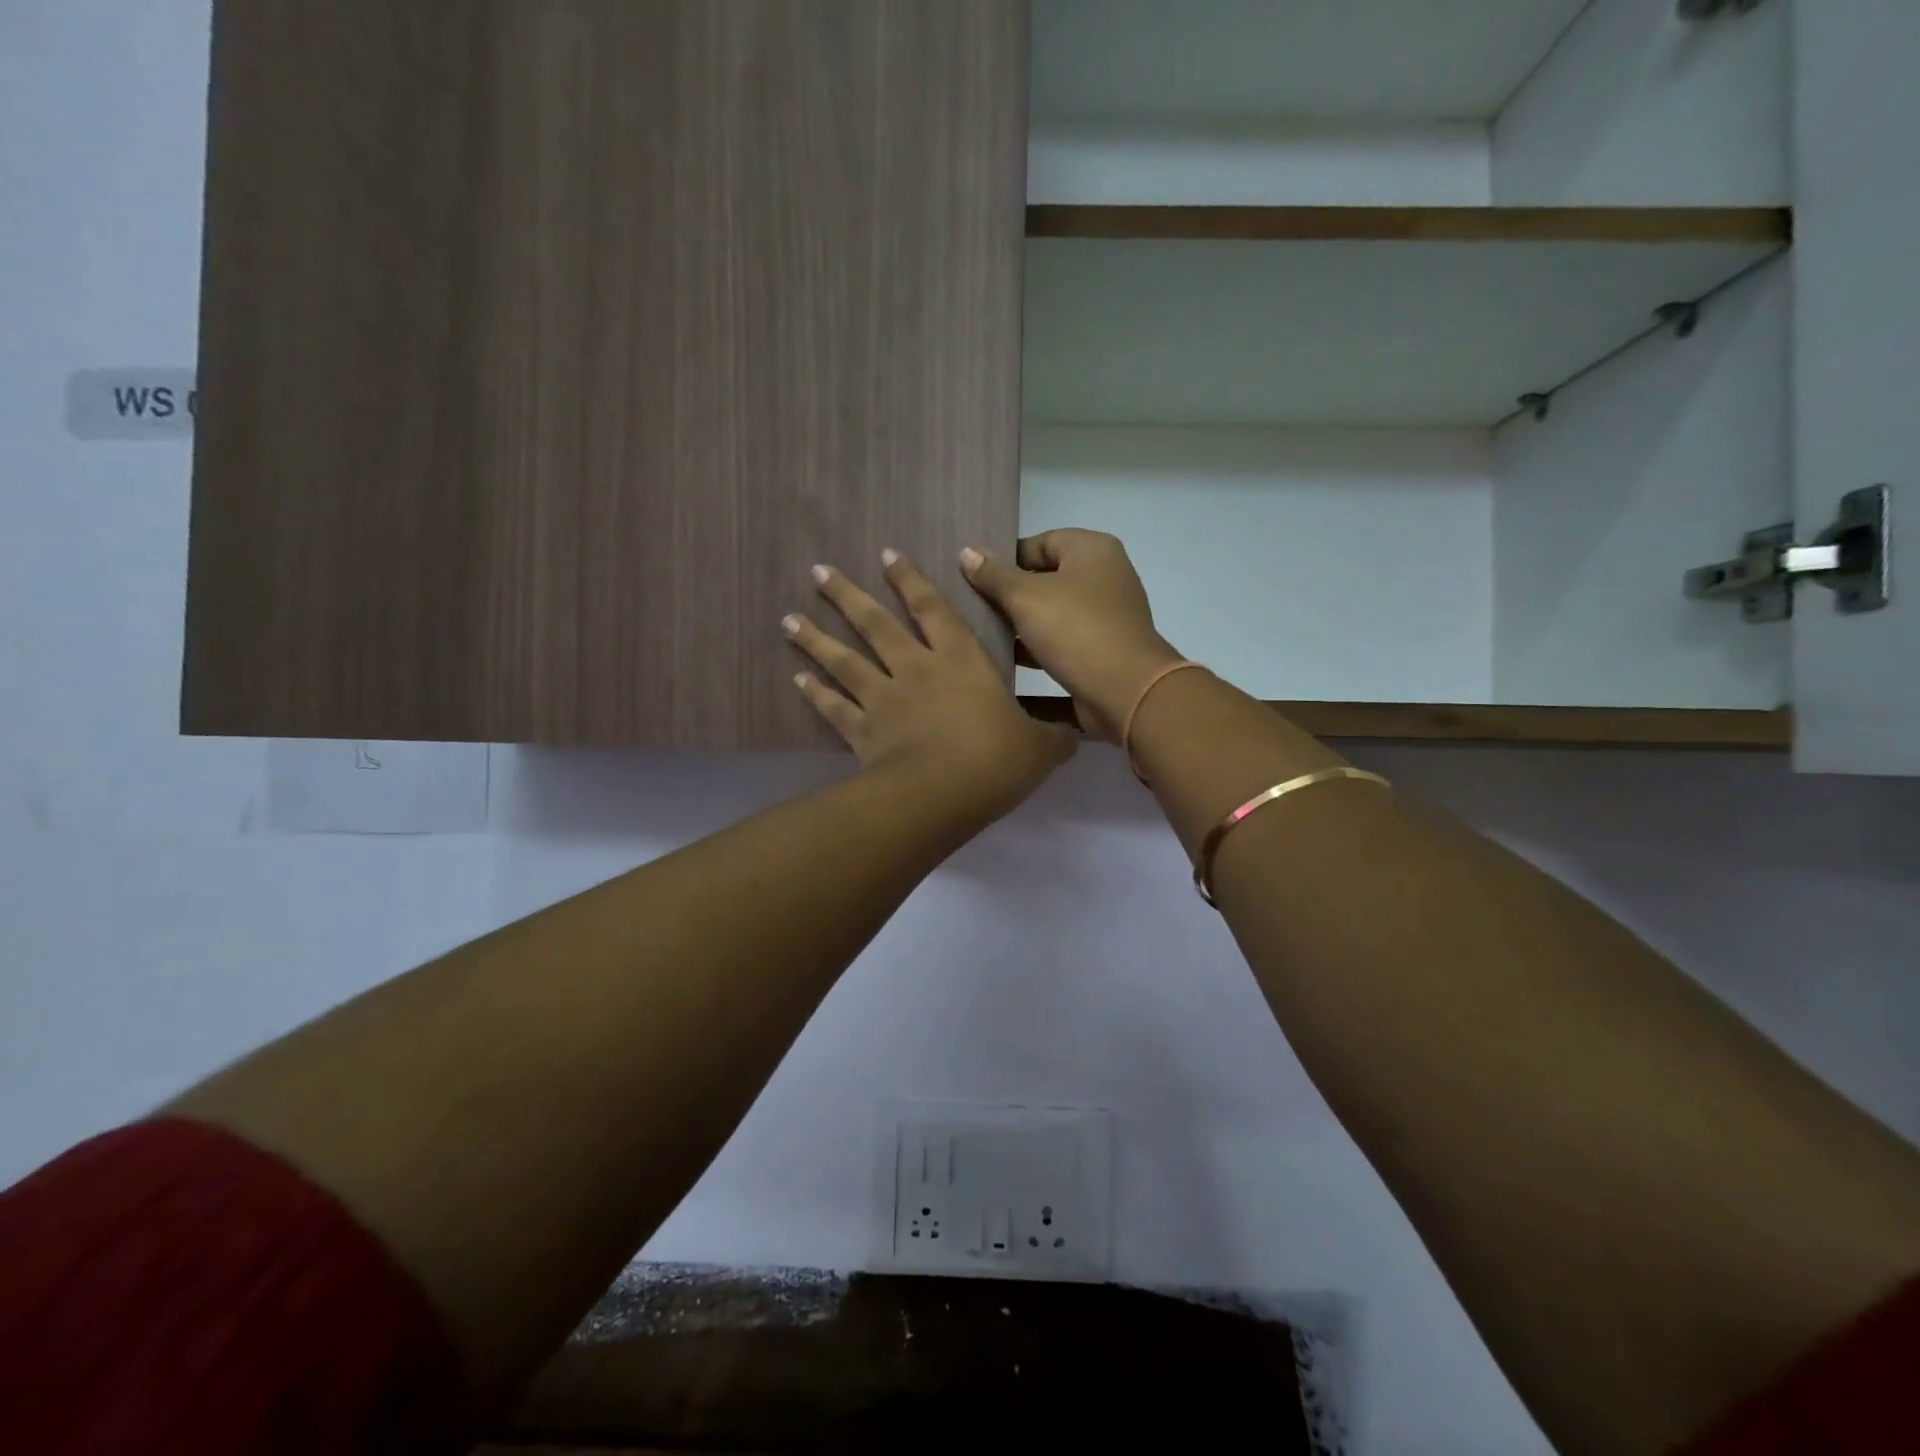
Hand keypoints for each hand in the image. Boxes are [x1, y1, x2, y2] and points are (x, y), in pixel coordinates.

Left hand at [784, 551, 1075, 819]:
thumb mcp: (1040, 749)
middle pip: (875, 625)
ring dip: (816, 638)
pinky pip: (835, 708)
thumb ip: (1054, 737)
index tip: (887, 555)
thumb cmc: (994, 761)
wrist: (941, 796)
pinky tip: (797, 680)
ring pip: (844, 661)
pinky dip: (815, 693)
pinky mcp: (863, 733)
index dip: (911, 581)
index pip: (933, 610)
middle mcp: (916, 671)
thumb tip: (1074, 735)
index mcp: (961, 662)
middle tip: (818, 571)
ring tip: (790, 619)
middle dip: (847, 595)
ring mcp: (884, 700)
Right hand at [960, 531, 1182, 740]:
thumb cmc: (1076, 630)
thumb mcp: (1026, 597)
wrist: (1126, 691)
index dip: (1005, 558)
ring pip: (1052, 613)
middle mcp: (1104, 577)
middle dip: (1009, 593)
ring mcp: (1106, 617)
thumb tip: (967, 551)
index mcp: (1093, 550)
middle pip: (1045, 578)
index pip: (1040, 542)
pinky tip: (1003, 661)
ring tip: (979, 634)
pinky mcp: (1102, 651)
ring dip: (1020, 625)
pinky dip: (1036, 649)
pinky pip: (1061, 643)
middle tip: (970, 606)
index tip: (974, 578)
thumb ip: (994, 575)